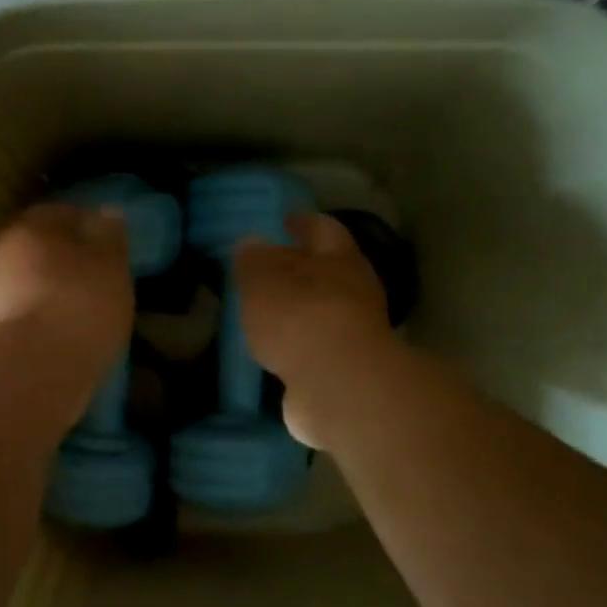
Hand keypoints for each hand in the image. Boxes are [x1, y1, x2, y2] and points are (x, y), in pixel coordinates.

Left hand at [0, 202, 134, 384]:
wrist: (31, 369)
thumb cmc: (80, 304)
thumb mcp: (111, 265)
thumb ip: (110, 236)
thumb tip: (105, 214)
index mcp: (32, 224)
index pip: (63, 212)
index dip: (88, 226)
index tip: (110, 246)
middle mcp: (2, 250)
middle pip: (40, 247)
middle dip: (66, 259)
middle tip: (97, 278)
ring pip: (27, 280)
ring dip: (51, 289)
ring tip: (82, 309)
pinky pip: (22, 311)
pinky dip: (41, 316)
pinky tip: (62, 332)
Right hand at [235, 212, 395, 449]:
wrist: (338, 388)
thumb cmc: (300, 318)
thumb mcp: (264, 281)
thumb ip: (254, 261)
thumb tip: (250, 242)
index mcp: (339, 260)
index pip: (323, 229)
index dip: (303, 222)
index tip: (285, 219)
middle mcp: (355, 291)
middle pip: (327, 271)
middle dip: (301, 267)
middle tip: (269, 267)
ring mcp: (353, 333)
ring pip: (322, 310)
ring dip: (298, 308)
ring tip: (265, 309)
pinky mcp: (345, 369)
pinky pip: (315, 346)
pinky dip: (297, 343)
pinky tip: (275, 348)